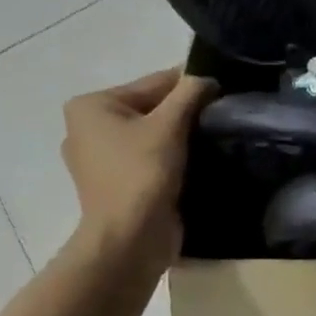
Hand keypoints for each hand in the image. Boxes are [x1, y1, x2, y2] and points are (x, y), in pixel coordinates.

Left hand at [61, 68, 215, 257]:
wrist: (130, 239)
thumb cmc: (142, 173)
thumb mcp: (170, 124)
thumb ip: (191, 92)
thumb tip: (208, 77)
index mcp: (92, 106)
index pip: (154, 83)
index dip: (192, 85)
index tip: (226, 89)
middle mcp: (89, 127)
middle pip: (152, 107)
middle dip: (186, 111)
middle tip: (225, 114)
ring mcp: (101, 158)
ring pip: (153, 132)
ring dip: (182, 134)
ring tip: (216, 135)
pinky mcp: (117, 182)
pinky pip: (151, 155)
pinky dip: (173, 154)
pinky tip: (199, 157)